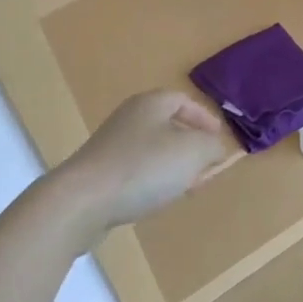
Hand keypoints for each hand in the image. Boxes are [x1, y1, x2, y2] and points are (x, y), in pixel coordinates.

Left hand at [57, 90, 233, 229]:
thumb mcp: (193, 152)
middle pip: (168, 126)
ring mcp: (112, 146)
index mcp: (151, 104)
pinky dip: (153, 181)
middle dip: (192, 147)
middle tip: (207, 168)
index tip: (219, 140)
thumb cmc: (144, 167)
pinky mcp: (100, 173)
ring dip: (174, 167)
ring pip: (154, 151)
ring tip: (187, 188)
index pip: (184, 100)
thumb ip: (212, 146)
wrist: (83, 201)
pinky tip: (158, 199)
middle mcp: (129, 118)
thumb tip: (215, 148)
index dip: (205, 118)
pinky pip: (136, 171)